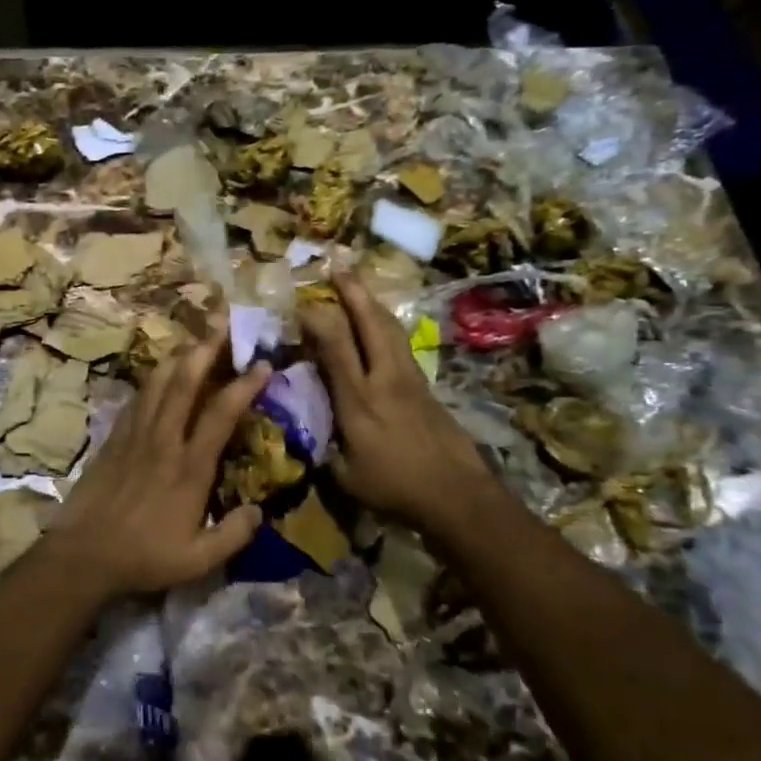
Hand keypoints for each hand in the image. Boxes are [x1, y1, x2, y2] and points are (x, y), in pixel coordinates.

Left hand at [49, 323, 270, 596]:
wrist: (84, 554)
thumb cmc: (143, 557)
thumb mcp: (198, 560)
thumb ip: (233, 534)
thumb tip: (260, 510)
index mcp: (189, 467)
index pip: (221, 414)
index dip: (244, 385)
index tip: (262, 364)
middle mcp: (163, 440)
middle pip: (185, 381)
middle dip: (206, 349)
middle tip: (224, 324)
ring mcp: (135, 434)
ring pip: (158, 381)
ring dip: (179, 355)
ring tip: (196, 338)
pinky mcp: (114, 437)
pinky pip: (137, 397)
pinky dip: (153, 378)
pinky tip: (160, 371)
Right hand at [300, 271, 500, 538]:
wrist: (458, 495)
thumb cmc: (395, 489)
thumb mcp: (345, 476)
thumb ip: (323, 446)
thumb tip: (307, 428)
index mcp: (359, 400)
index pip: (335, 346)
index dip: (318, 320)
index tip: (302, 302)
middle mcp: (384, 379)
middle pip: (370, 324)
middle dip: (353, 292)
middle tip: (338, 265)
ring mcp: (409, 380)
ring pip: (391, 329)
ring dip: (372, 303)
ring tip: (358, 285)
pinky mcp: (426, 387)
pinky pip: (401, 344)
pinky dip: (386, 325)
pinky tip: (381, 324)